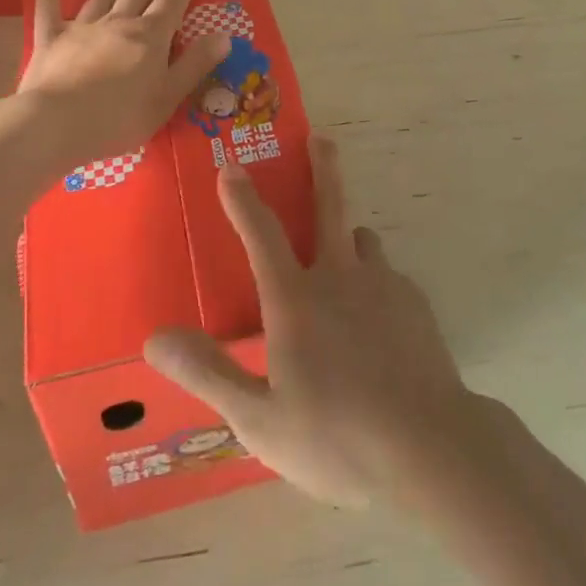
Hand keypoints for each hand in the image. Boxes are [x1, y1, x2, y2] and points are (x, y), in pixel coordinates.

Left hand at [8, 0, 230, 173]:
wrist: (56, 124)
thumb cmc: (119, 117)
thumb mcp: (168, 96)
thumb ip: (195, 64)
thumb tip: (225, 35)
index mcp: (150, 38)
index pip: (171, 5)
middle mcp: (119, 24)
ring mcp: (83, 29)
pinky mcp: (51, 40)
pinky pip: (49, 10)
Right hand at [144, 136, 481, 508]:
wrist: (430, 447)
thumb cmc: (336, 436)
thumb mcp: (260, 417)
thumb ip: (208, 372)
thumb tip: (155, 337)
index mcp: (297, 299)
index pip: (261, 235)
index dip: (242, 199)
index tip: (230, 165)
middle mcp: (340, 276)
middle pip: (329, 206)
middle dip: (323, 168)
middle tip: (321, 138)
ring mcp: (383, 285)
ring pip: (362, 241)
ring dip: (349, 239)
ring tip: (344, 259)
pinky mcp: (415, 303)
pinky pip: (389, 277)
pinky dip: (376, 284)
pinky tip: (379, 324)